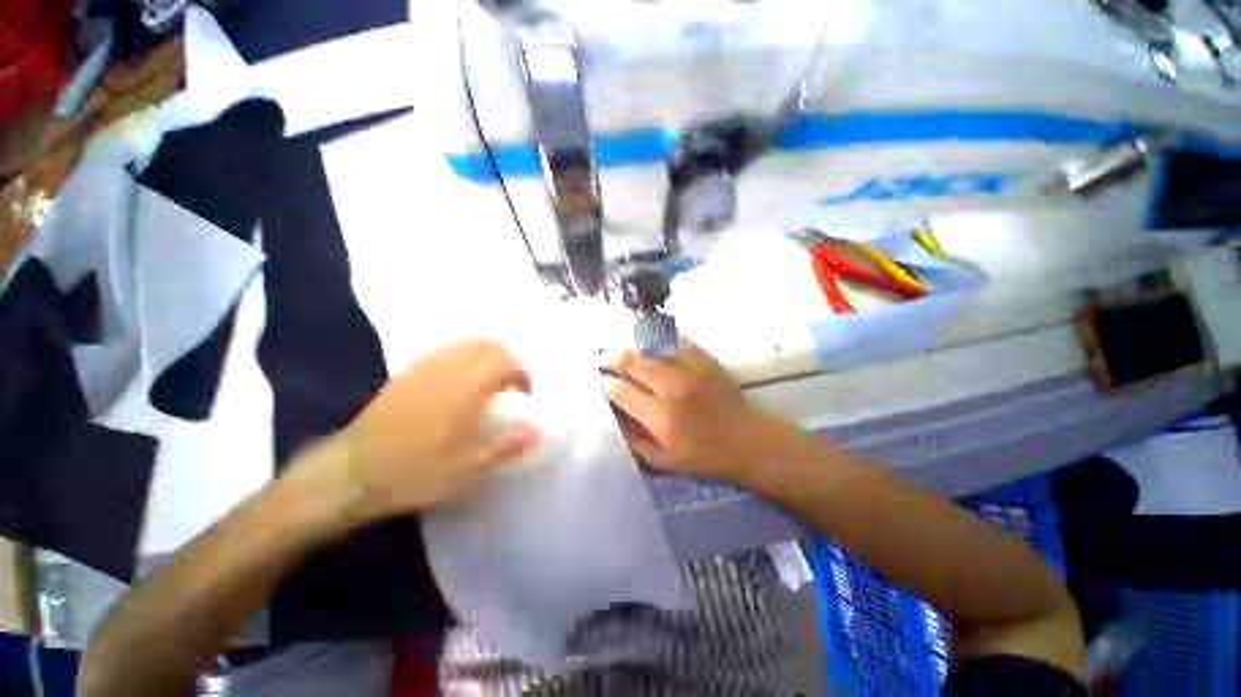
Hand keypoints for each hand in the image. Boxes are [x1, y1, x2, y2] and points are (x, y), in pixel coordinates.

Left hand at [289, 341, 540, 525]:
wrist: (350, 473)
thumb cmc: (414, 473)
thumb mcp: (467, 470)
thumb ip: (506, 446)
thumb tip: (538, 429)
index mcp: (466, 389)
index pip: (505, 360)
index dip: (521, 373)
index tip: (521, 395)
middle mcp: (447, 369)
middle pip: (487, 345)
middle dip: (506, 360)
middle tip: (508, 386)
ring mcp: (424, 368)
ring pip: (465, 344)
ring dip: (485, 356)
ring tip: (486, 383)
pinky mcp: (406, 373)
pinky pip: (443, 352)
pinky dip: (462, 358)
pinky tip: (457, 382)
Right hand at [603, 341, 771, 480]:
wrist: (746, 440)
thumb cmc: (702, 456)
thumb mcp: (663, 461)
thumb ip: (634, 440)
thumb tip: (614, 415)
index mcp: (660, 416)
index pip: (622, 392)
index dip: (608, 384)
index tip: (603, 380)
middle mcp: (672, 388)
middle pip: (634, 363)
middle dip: (616, 359)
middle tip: (608, 359)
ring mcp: (691, 370)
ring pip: (652, 348)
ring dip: (634, 347)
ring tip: (626, 347)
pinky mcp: (705, 360)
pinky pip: (676, 341)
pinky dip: (660, 340)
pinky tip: (653, 343)